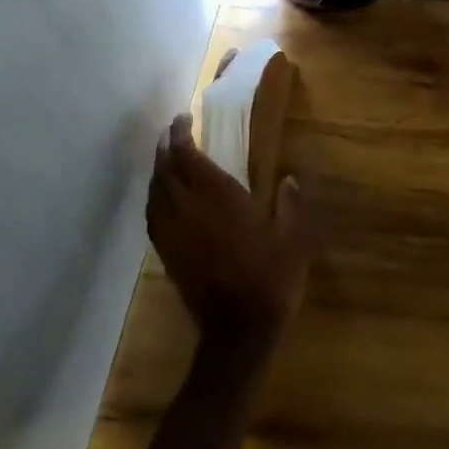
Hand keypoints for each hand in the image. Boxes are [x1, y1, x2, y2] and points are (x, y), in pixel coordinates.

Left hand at [147, 114, 312, 354]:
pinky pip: (153, 217)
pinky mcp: (168, 254)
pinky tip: (162, 199)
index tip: (183, 119)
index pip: (188, 157)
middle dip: (165, 148)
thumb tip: (289, 180)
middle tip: (171, 133)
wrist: (239, 329)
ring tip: (165, 159)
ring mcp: (174, 234)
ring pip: (155, 194)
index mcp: (219, 199)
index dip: (180, 135)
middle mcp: (189, 211)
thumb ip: (291, 206)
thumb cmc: (271, 278)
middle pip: (165, 171)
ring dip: (157, 172)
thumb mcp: (295, 239)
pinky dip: (154, 199)